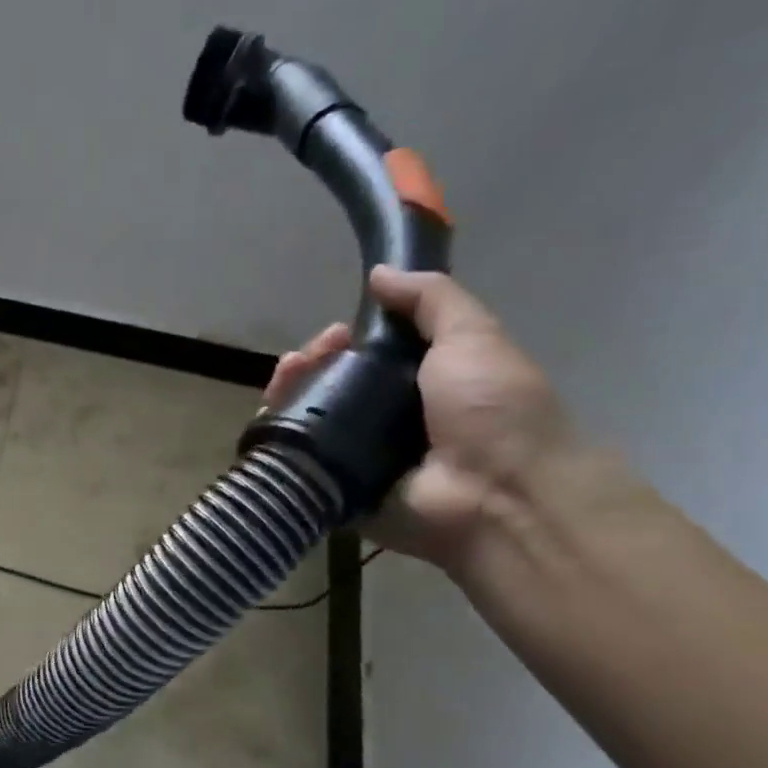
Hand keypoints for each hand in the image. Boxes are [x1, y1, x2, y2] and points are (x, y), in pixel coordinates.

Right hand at [264, 266, 572, 569]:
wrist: (495, 494)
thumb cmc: (493, 412)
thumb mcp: (473, 338)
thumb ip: (432, 301)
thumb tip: (381, 273)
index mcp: (418, 389)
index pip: (364, 358)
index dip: (344, 341)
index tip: (338, 331)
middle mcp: (383, 423)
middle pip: (328, 387)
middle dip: (311, 364)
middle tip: (310, 355)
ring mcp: (355, 460)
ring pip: (305, 421)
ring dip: (288, 393)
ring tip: (287, 377)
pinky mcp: (332, 491)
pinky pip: (295, 462)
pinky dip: (277, 439)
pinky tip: (273, 415)